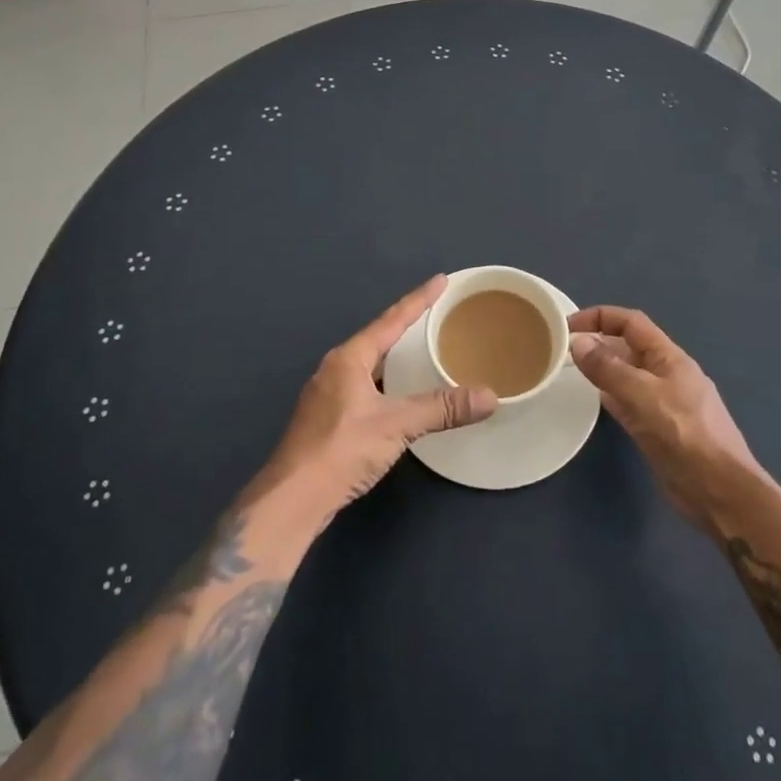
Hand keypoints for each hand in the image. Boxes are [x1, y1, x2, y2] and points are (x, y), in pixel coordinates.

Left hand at [267, 275, 497, 516]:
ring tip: (422, 351)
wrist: (291, 500)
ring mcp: (327, 396)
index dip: (418, 300)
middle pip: (378, 339)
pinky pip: (364, 387)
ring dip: (395, 357)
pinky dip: (386, 383)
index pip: (391, 320)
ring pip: (369, 365)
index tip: (440, 280)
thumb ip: (441, 408)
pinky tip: (399, 396)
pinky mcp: (326, 421)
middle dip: (406, 326)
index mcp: (349, 358)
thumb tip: (489, 397)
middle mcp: (335, 369)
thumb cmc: (341, 450)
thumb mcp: (396, 425)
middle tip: (436, 315)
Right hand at [569, 307, 759, 528]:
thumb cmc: (685, 435)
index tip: (568, 325)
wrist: (719, 491)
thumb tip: (578, 342)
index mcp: (669, 357)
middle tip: (562, 350)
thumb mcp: (643, 396)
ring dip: (603, 369)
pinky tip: (594, 400)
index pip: (631, 322)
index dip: (600, 316)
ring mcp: (663, 403)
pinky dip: (611, 396)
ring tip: (570, 371)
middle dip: (598, 342)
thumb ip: (609, 369)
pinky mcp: (658, 429)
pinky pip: (629, 402)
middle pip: (628, 347)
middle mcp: (666, 374)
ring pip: (627, 375)